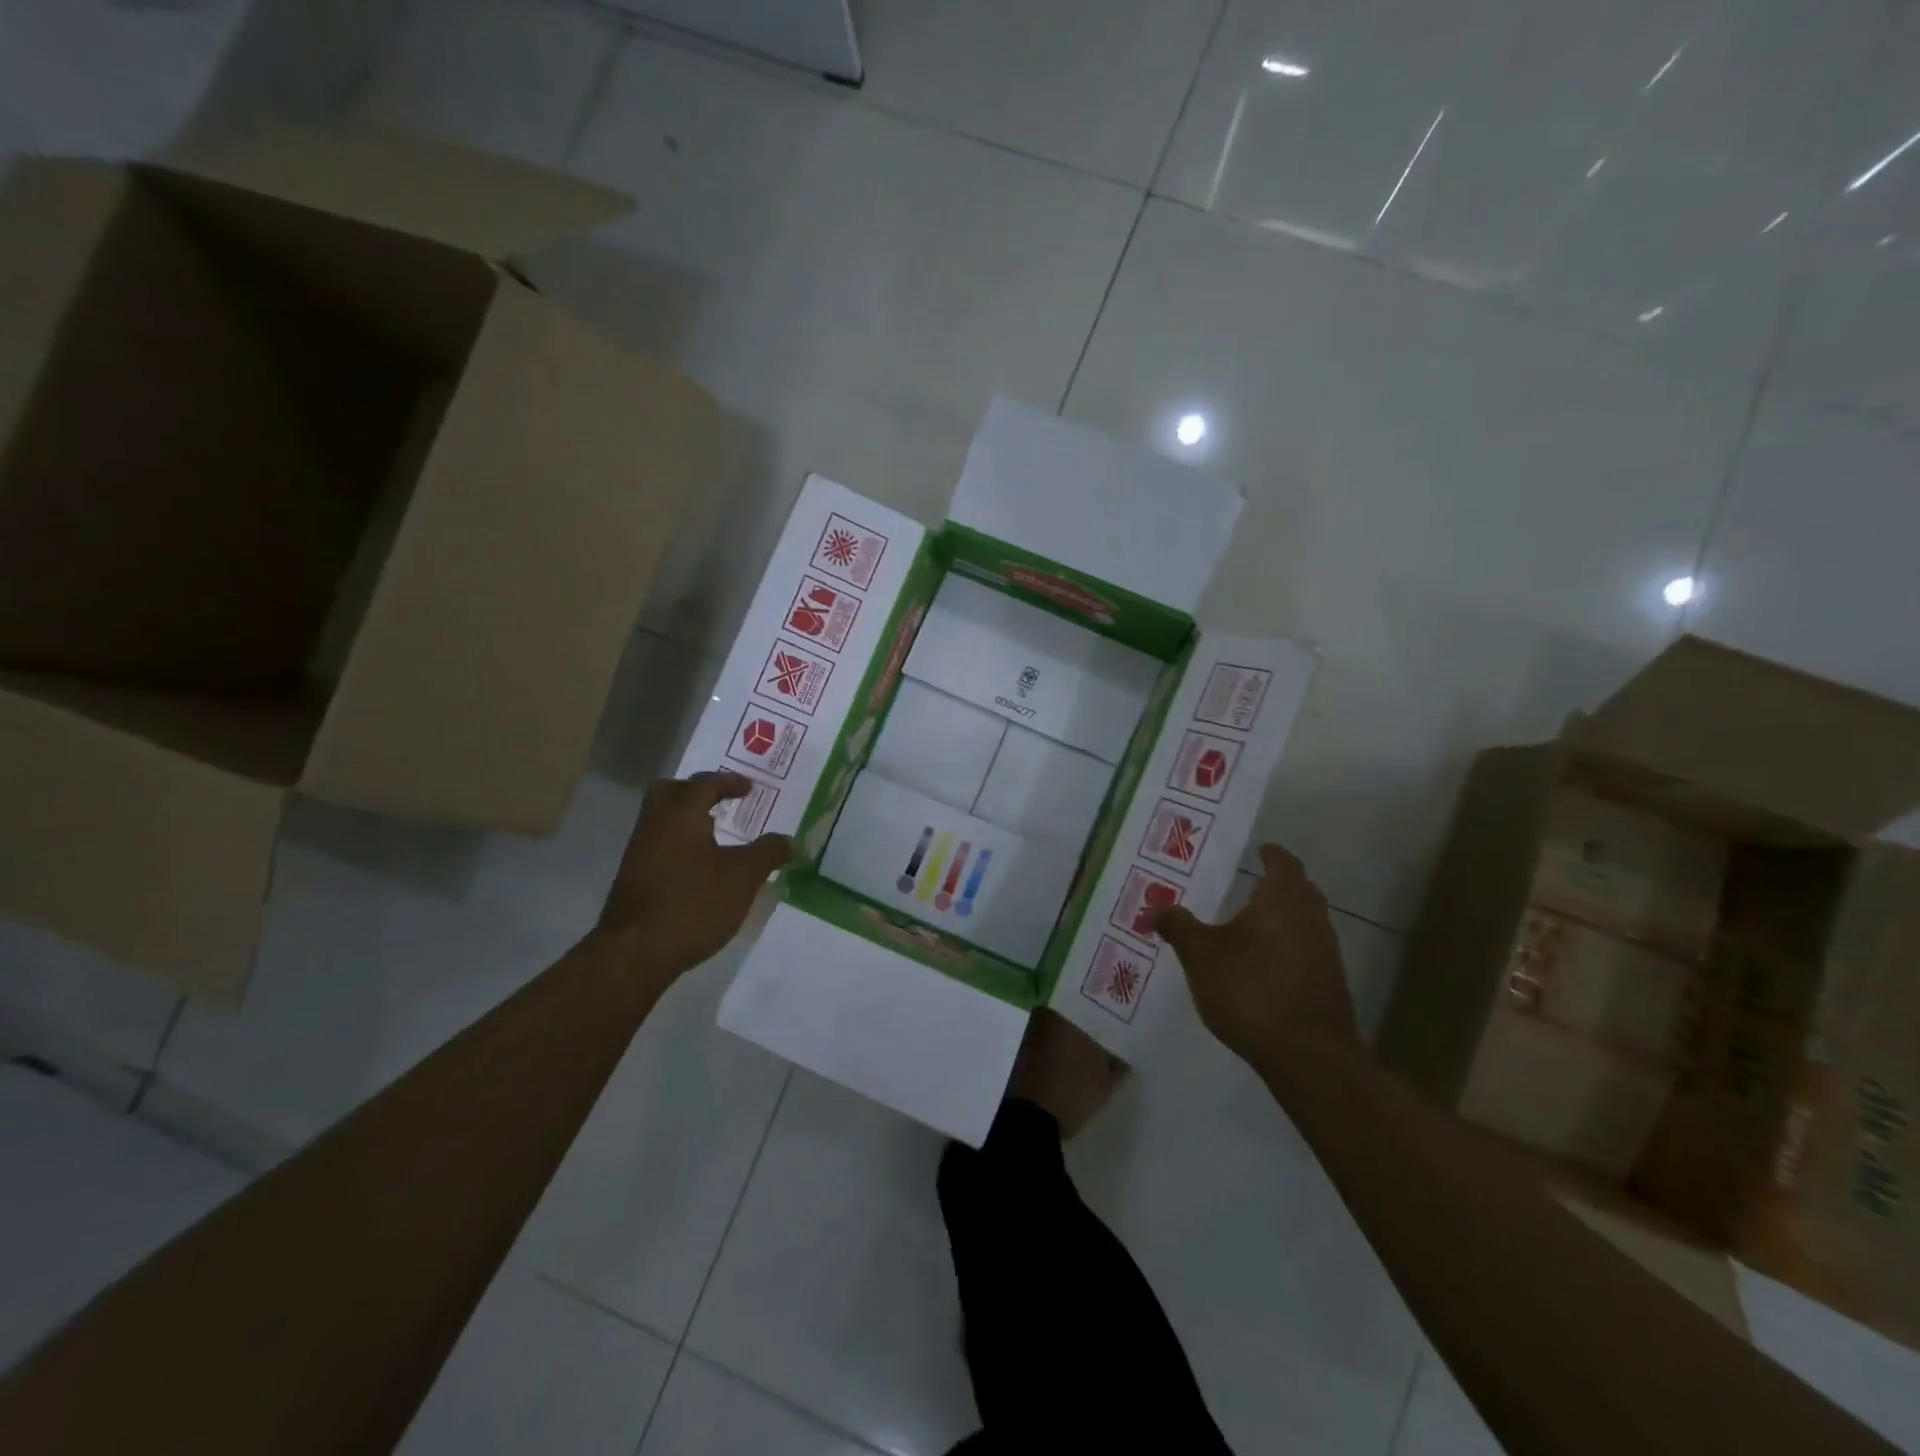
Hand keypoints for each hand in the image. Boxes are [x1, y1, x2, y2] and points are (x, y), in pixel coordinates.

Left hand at [597, 771, 792, 973]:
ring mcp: (639, 854)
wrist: (635, 953)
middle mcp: (655, 826)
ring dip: (687, 820)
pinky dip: (680, 845)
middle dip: (696, 791)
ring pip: (661, 820)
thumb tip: (789, 841)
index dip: (729, 782)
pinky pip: (659, 846)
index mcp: (681, 815)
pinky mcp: (634, 880)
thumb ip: (768, 853)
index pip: (704, 784)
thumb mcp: (743, 877)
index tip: (749, 788)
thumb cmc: (694, 903)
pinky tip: (700, 868)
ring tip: (717, 836)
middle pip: (670, 792)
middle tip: (720, 801)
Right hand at [1152, 844, 1358, 1067]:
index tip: (1259, 850)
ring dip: (1285, 917)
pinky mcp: (1330, 984)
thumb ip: (1179, 927)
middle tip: (1251, 882)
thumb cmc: (1250, 990)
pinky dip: (1289, 946)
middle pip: (1301, 890)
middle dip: (1279, 884)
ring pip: (1307, 921)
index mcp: (1282, 899)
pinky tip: (1266, 964)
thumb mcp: (1200, 955)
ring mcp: (1327, 952)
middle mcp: (1311, 918)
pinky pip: (1308, 951)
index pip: (1283, 863)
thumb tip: (1156, 909)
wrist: (1309, 1055)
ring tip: (1253, 924)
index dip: (1271, 855)